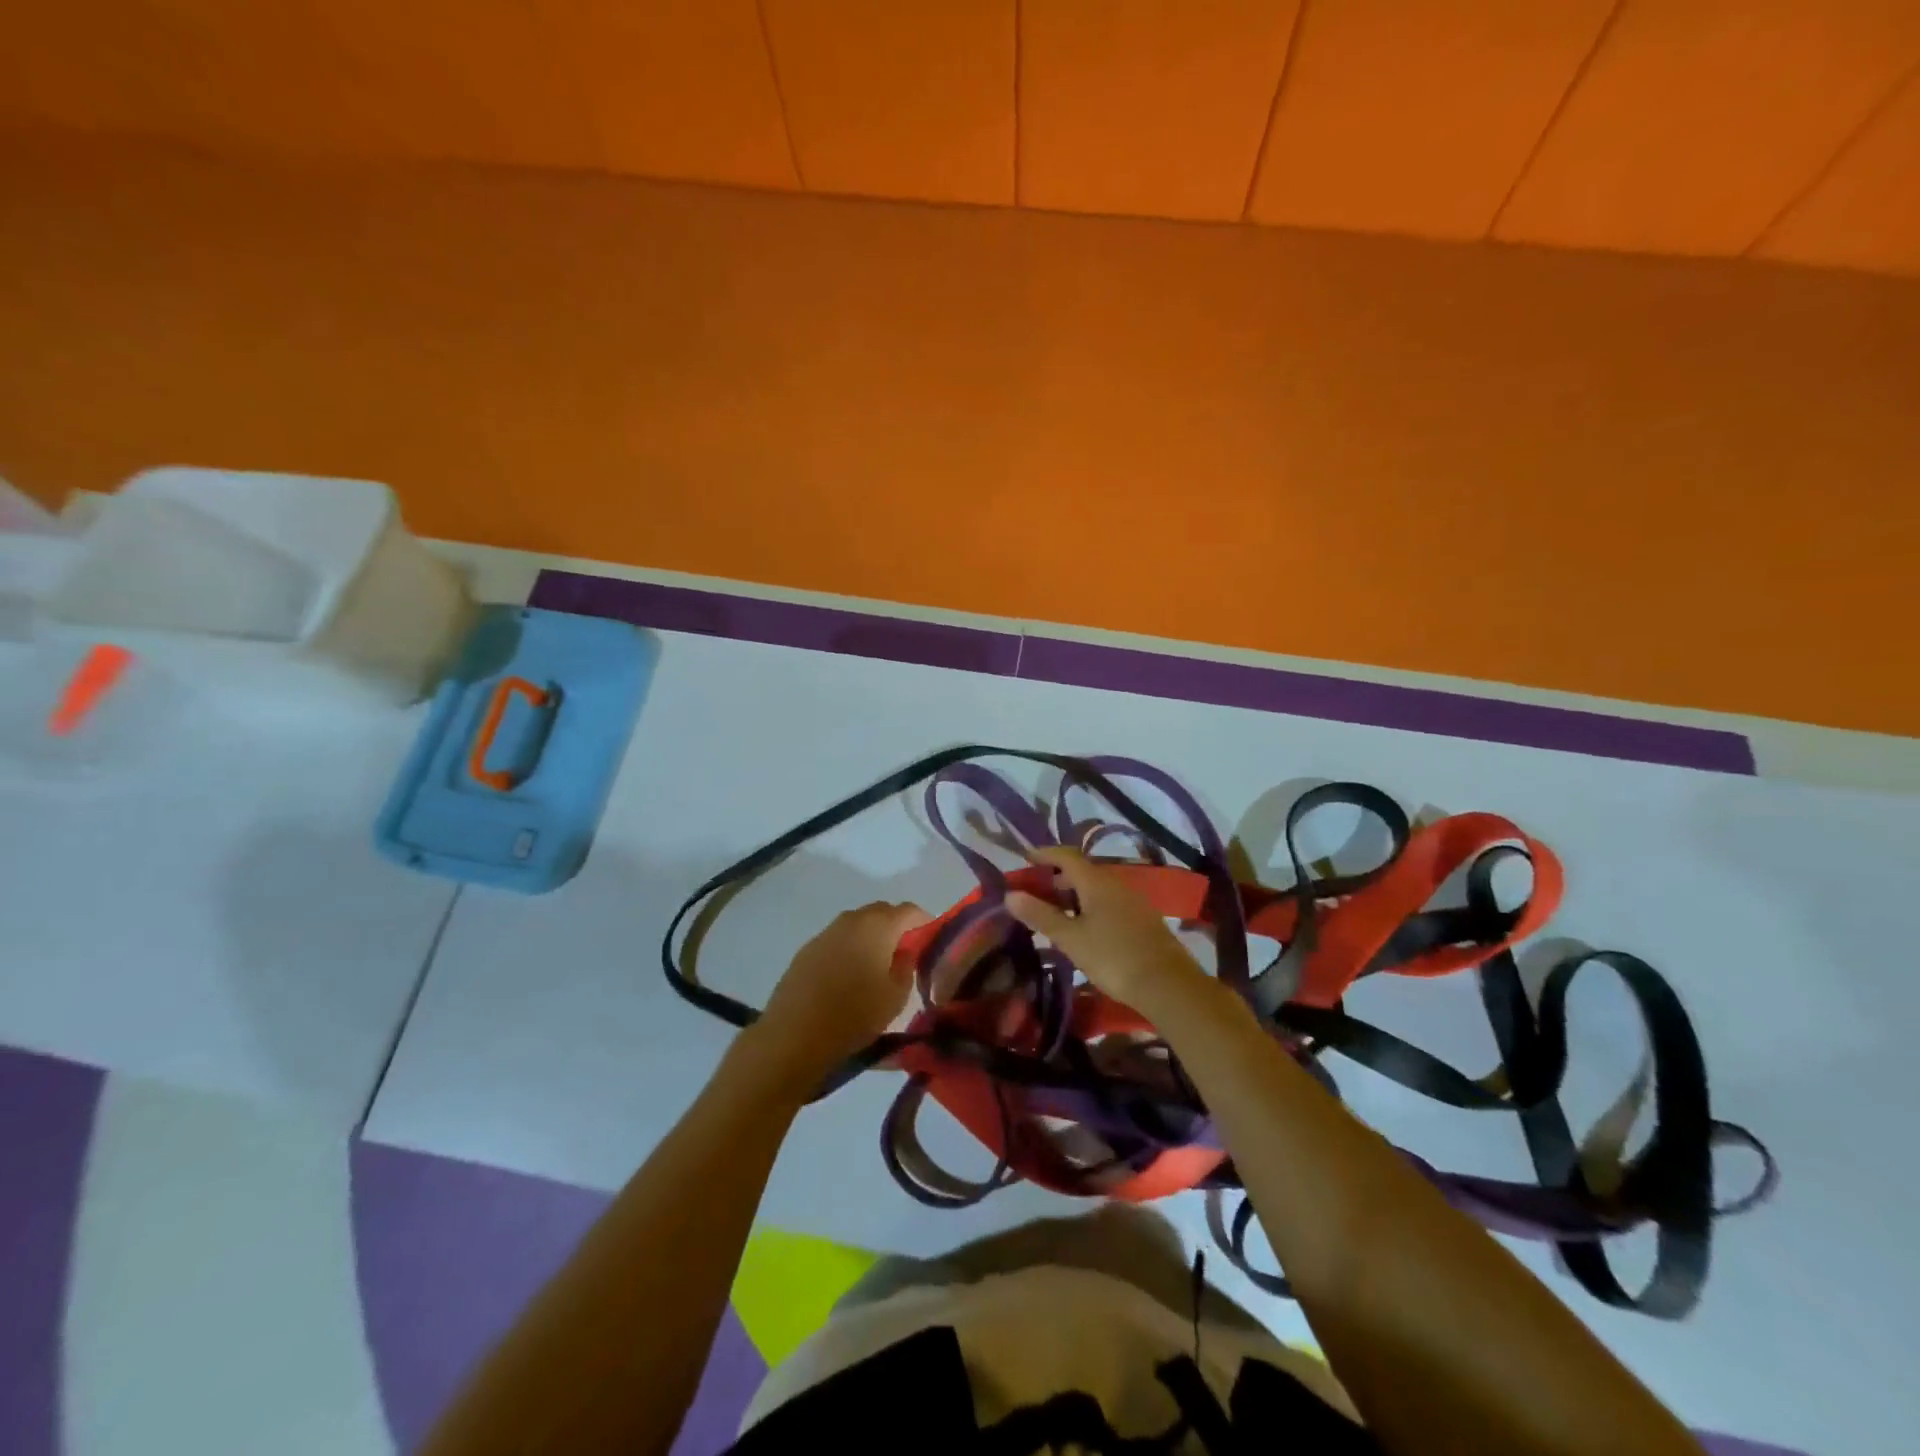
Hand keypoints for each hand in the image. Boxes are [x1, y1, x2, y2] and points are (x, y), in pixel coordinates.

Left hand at [748, 902, 928, 1091]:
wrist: (795, 1034)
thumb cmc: (855, 1014)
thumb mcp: (896, 996)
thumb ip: (907, 966)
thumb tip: (906, 951)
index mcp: (879, 925)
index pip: (909, 910)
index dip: (924, 921)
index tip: (930, 939)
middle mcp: (852, 919)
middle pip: (882, 912)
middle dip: (896, 926)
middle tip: (904, 952)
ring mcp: (826, 932)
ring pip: (857, 924)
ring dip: (870, 936)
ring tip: (876, 964)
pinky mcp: (807, 949)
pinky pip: (837, 939)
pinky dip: (849, 948)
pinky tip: (848, 975)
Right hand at [1006, 847, 1210, 1014]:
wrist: (1167, 984)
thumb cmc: (1113, 957)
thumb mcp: (1071, 938)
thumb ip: (1041, 915)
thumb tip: (1011, 895)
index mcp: (1096, 881)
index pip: (1066, 856)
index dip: (1045, 854)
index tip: (1025, 857)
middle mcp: (1115, 883)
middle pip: (1082, 871)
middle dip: (1057, 877)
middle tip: (1035, 891)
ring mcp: (1132, 900)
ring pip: (1096, 888)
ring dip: (1074, 893)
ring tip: (1055, 911)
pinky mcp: (1142, 918)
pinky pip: (1109, 902)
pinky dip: (1090, 906)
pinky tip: (1084, 927)